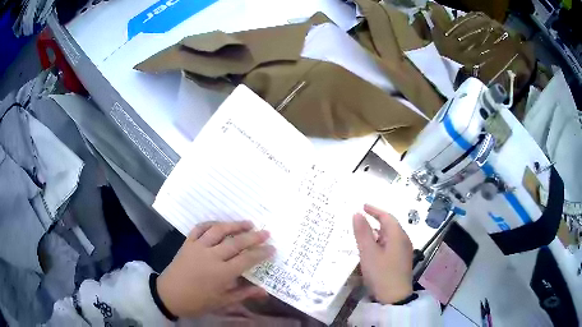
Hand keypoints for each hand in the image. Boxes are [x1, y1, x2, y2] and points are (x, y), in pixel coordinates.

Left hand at [156, 221, 274, 317]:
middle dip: (253, 236)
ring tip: (248, 223)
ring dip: (234, 225)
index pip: (246, 259)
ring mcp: (197, 247)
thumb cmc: (197, 301)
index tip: (272, 248)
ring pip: (218, 230)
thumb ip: (244, 293)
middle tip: (266, 232)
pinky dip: (210, 223)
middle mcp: (211, 256)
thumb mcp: (222, 301)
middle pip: (236, 242)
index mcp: (221, 273)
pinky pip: (199, 228)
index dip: (261, 253)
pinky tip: (219, 224)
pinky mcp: (187, 243)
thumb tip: (265, 291)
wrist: (169, 295)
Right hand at [353, 204, 413, 303]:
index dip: (374, 210)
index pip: (386, 217)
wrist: (394, 297)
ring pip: (390, 236)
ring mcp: (404, 251)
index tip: (362, 206)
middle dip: (376, 220)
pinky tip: (373, 250)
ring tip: (364, 234)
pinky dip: (381, 242)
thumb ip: (362, 232)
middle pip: (390, 225)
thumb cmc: (381, 273)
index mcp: (397, 235)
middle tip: (361, 219)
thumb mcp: (368, 253)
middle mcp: (403, 240)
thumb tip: (357, 213)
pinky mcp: (401, 260)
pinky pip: (391, 245)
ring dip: (378, 232)